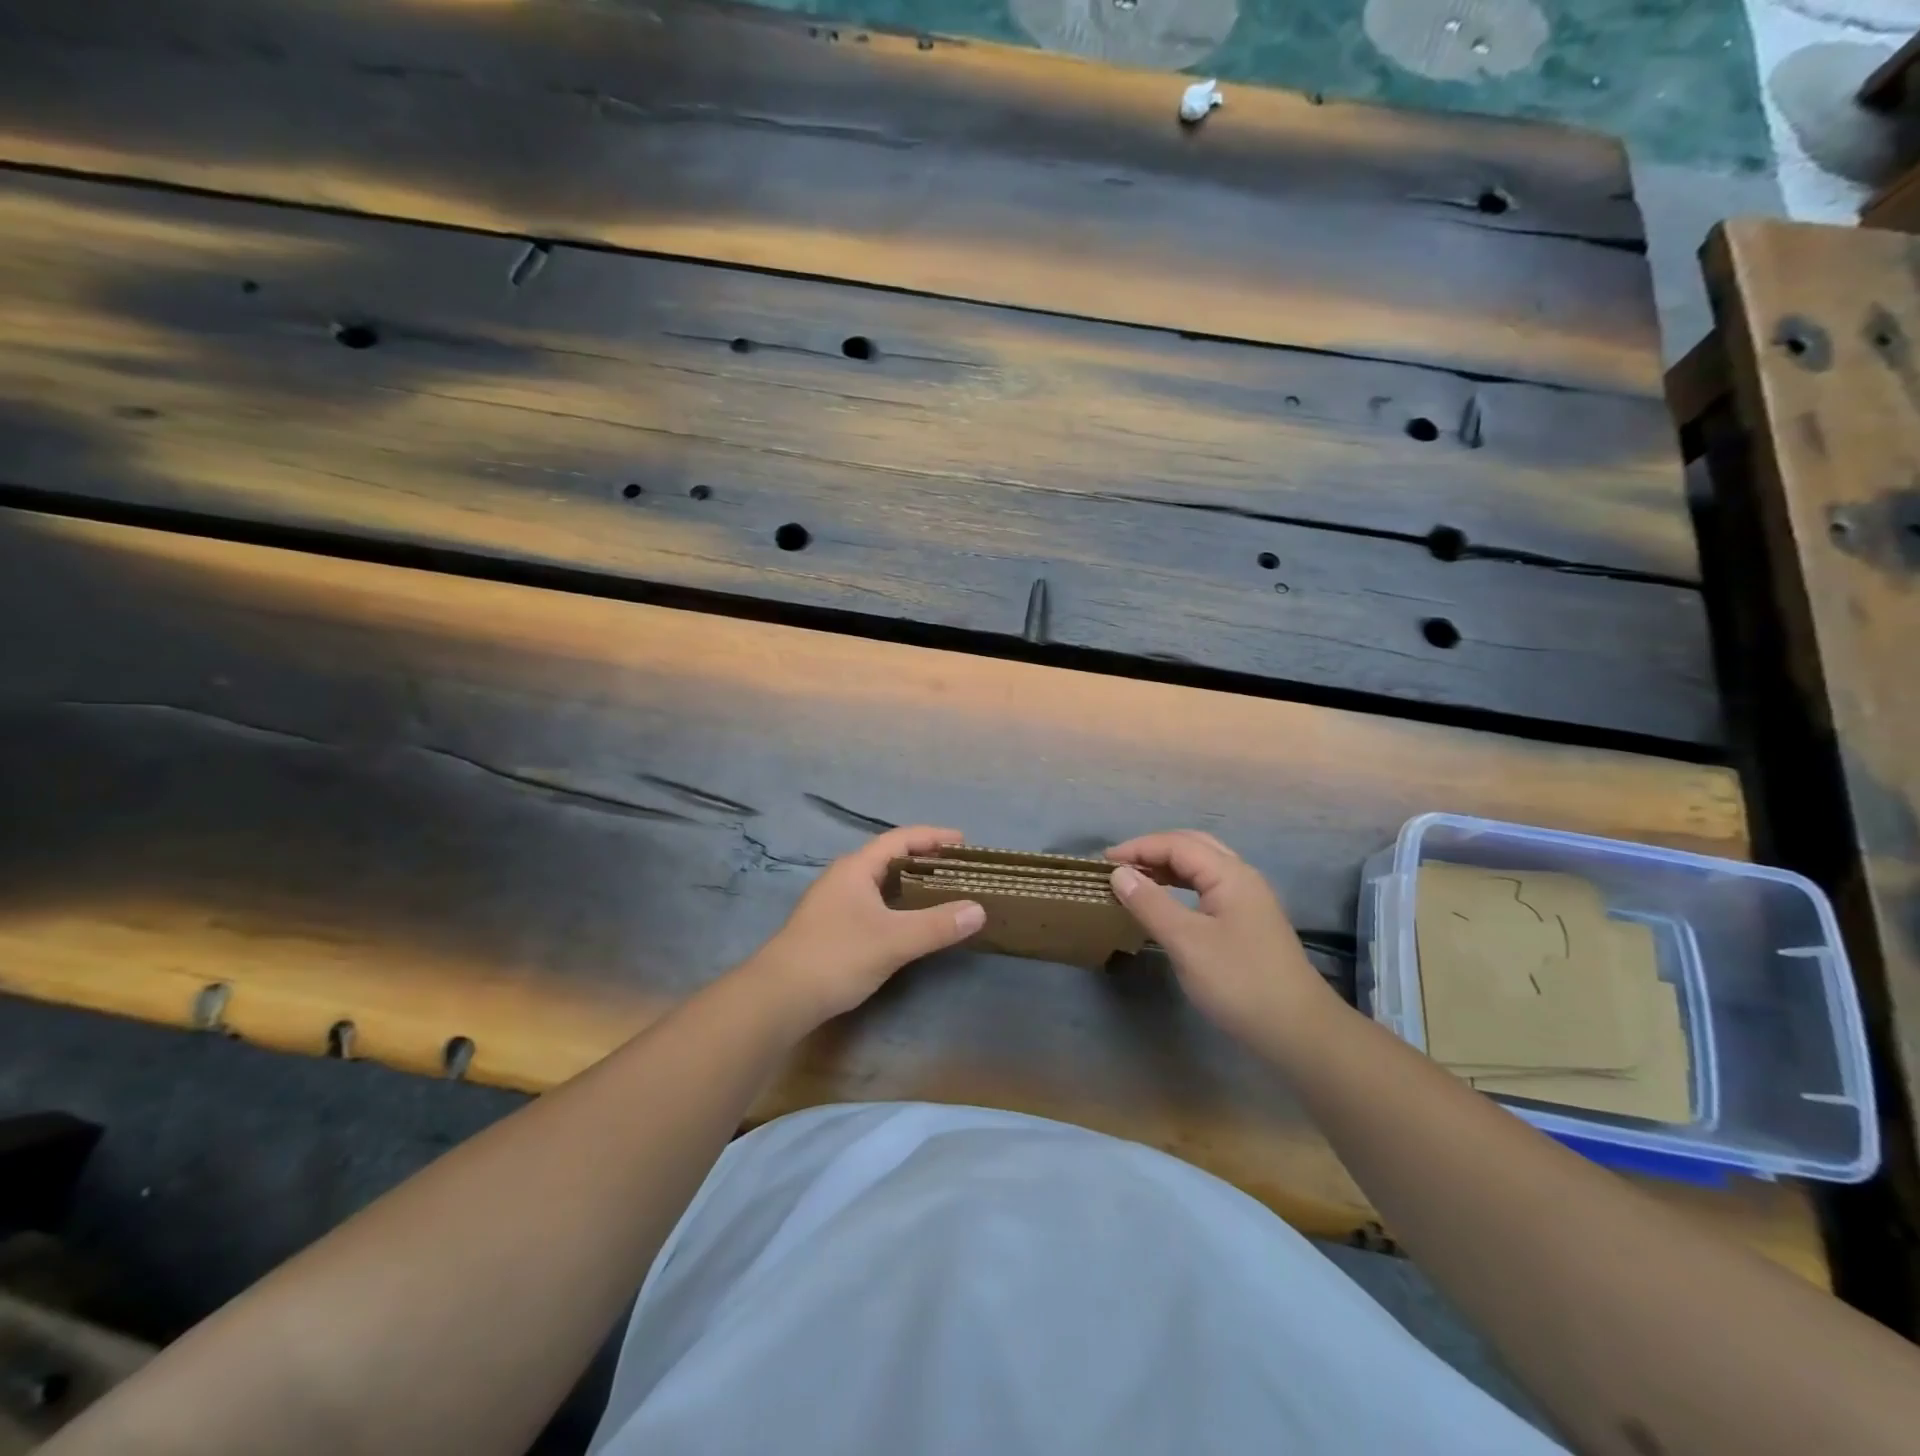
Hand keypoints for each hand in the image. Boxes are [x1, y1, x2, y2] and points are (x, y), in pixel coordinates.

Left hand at [749, 825, 986, 1025]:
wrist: (779, 997)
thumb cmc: (837, 956)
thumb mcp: (894, 940)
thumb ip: (937, 925)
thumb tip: (978, 909)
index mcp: (856, 868)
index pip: (900, 839)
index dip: (933, 837)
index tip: (963, 842)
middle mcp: (843, 878)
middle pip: (889, 858)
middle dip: (925, 860)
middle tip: (958, 870)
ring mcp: (834, 904)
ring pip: (880, 884)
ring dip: (910, 885)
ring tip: (942, 893)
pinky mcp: (831, 929)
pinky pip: (873, 905)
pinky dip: (897, 906)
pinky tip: (910, 925)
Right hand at [1106, 830, 1339, 1053]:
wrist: (1298, 1031)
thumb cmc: (1238, 981)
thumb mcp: (1186, 942)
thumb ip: (1150, 903)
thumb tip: (1119, 874)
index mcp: (1230, 874)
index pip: (1177, 844)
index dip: (1138, 848)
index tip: (1103, 862)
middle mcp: (1242, 878)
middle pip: (1193, 846)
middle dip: (1153, 850)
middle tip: (1119, 865)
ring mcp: (1249, 900)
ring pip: (1202, 867)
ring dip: (1167, 867)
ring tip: (1135, 880)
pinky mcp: (1249, 922)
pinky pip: (1208, 887)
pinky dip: (1181, 886)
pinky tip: (1166, 903)